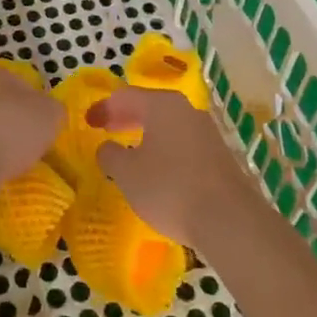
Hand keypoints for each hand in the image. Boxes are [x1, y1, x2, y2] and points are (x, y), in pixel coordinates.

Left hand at [0, 66, 62, 208]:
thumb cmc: (14, 127)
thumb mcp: (52, 114)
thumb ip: (54, 109)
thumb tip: (49, 113)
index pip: (25, 85)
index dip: (39, 106)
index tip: (46, 128)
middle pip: (6, 107)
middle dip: (19, 125)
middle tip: (34, 146)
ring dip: (3, 143)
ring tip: (17, 163)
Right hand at [90, 87, 259, 249]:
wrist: (230, 221)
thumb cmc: (169, 188)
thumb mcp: (127, 173)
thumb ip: (110, 155)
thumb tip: (107, 147)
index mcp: (162, 105)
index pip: (125, 96)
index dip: (103, 107)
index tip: (87, 122)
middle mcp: (187, 110)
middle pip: (150, 106)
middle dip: (125, 117)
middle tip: (106, 130)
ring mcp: (208, 133)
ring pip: (168, 125)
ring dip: (146, 134)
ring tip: (130, 151)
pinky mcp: (220, 157)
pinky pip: (183, 144)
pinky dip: (164, 149)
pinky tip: (158, 170)